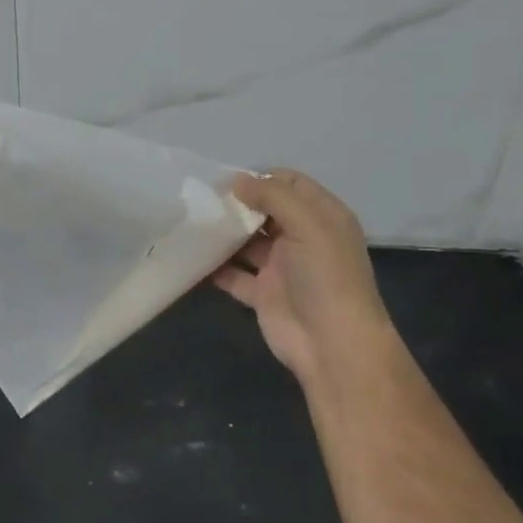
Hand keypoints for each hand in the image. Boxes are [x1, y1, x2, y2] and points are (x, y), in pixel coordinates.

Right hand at [213, 170, 393, 390]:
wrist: (332, 345)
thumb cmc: (325, 276)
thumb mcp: (308, 225)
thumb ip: (273, 196)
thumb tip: (237, 181)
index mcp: (322, 217)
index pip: (291, 184)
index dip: (262, 178)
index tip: (226, 179)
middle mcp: (302, 238)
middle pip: (264, 211)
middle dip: (236, 204)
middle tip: (200, 200)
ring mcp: (281, 267)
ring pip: (247, 242)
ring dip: (223, 234)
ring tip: (190, 223)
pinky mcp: (263, 294)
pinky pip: (233, 274)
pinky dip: (214, 268)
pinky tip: (191, 257)